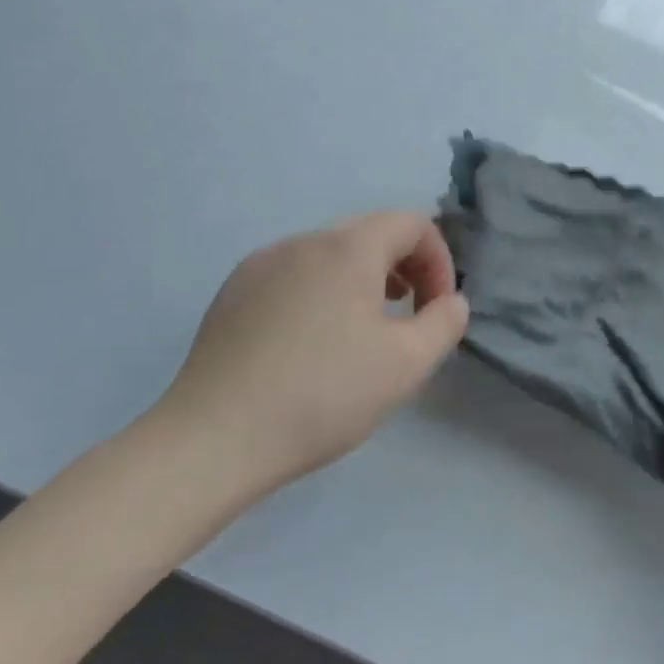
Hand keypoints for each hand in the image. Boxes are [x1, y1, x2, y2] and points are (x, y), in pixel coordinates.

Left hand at [151, 211, 468, 501]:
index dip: (439, 260)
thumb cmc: (324, 395)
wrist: (213, 440)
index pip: (412, 223)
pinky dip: (322, 291)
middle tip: (410, 314)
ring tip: (365, 328)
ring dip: (363, 278)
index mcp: (348, 249)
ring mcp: (261, 265)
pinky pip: (294, 274)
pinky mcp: (233, 293)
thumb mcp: (408, 364)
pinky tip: (312, 343)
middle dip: (404, 266)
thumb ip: (445, 322)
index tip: (436, 309)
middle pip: (371, 232)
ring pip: (330, 254)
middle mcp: (303, 242)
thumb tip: (450, 301)